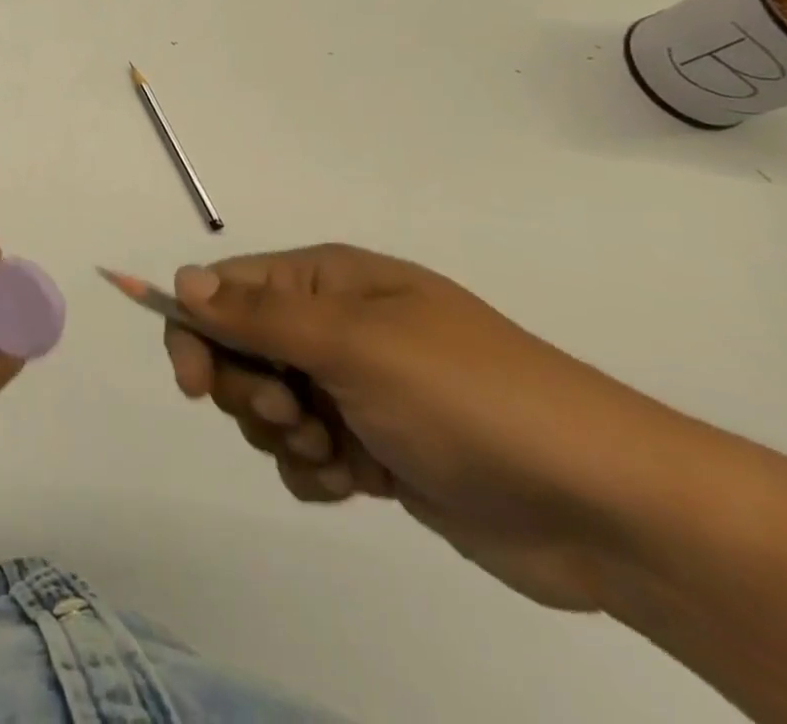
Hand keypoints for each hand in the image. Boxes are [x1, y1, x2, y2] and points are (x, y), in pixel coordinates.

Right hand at [163, 245, 667, 610]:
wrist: (604, 508)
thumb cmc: (469, 398)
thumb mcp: (356, 345)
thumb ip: (260, 314)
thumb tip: (182, 279)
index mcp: (327, 282)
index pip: (226, 289)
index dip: (197, 329)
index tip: (195, 384)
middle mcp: (333, 326)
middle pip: (239, 350)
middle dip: (253, 392)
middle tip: (297, 416)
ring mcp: (354, 388)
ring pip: (268, 407)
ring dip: (287, 437)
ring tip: (339, 454)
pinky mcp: (373, 447)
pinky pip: (304, 455)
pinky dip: (316, 473)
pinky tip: (355, 484)